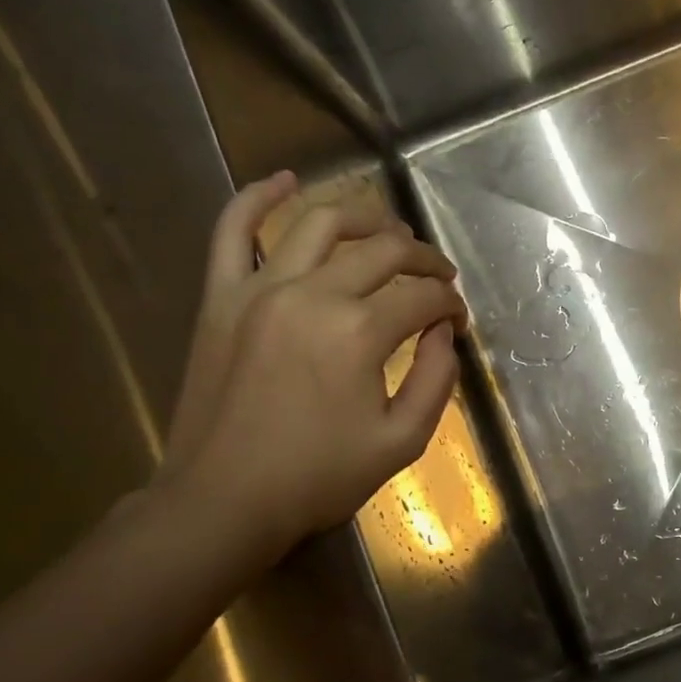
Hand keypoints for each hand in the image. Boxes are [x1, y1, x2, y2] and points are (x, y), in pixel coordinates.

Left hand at [160, 173, 467, 560]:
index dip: (451, 303)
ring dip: (365, 216)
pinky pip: (233, 230)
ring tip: (390, 229)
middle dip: (423, 258)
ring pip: (320, 224)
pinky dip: (258, 197)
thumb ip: (437, 380)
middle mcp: (312, 294)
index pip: (422, 297)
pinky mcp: (221, 297)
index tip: (458, 319)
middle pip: (383, 251)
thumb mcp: (402, 441)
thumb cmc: (318, 478)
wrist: (223, 500)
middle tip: (439, 275)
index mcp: (359, 332)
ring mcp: (259, 288)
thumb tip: (446, 333)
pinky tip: (286, 181)